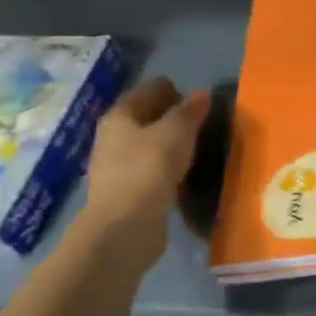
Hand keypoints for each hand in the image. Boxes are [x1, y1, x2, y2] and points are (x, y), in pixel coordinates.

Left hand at [81, 77, 211, 261]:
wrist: (125, 225)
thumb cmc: (150, 167)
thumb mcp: (177, 131)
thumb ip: (190, 111)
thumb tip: (201, 93)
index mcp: (120, 115)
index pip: (148, 90)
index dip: (172, 90)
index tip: (199, 100)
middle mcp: (112, 137)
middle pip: (145, 117)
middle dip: (171, 117)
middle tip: (202, 122)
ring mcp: (117, 166)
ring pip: (148, 144)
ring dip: (170, 143)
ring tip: (198, 147)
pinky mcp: (127, 191)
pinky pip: (151, 168)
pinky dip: (168, 166)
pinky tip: (186, 172)